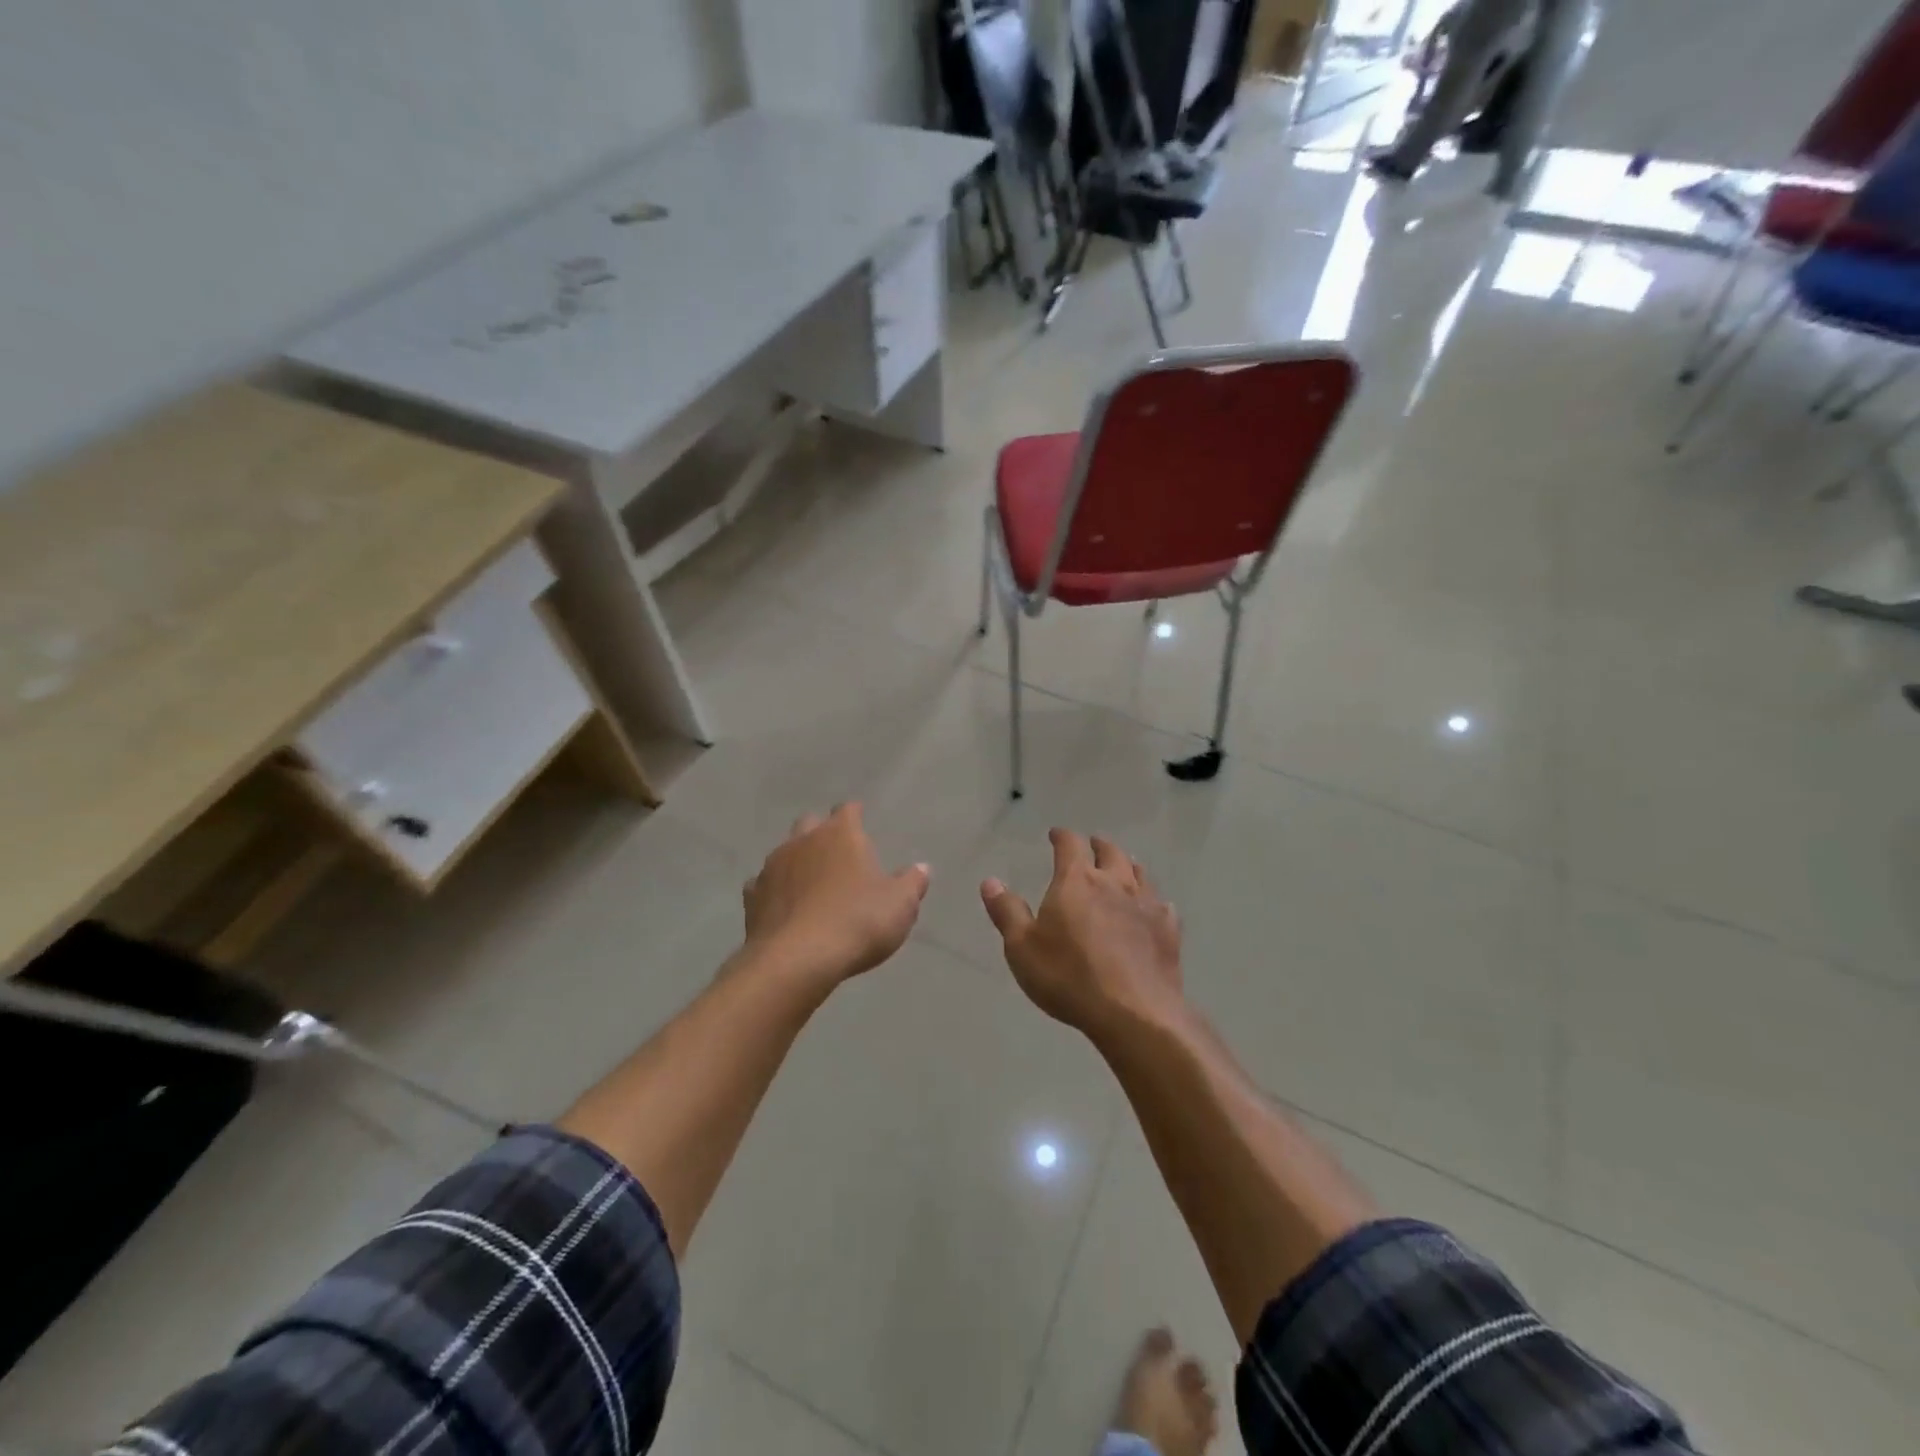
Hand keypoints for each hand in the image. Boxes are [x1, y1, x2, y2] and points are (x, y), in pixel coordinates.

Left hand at [742, 804, 930, 987]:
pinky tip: (783, 907)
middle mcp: (803, 841)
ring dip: (796, 862)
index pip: (848, 810)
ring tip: (810, 883)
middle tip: (836, 854)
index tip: (860, 821)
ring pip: (784, 852)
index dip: (855, 815)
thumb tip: (922, 868)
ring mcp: (773, 867)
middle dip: (821, 833)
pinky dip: (773, 891)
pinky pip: (763, 884)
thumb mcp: (900, 905)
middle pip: (810, 823)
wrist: (797, 960)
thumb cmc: (858, 922)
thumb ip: (912, 882)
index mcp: (841, 835)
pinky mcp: (753, 897)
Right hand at [980, 829, 1184, 1038]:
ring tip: (1123, 867)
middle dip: (1098, 845)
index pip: (1070, 845)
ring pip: (1139, 873)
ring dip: (1128, 866)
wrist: (1133, 1012)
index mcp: (1077, 881)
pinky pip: (1162, 905)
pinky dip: (1153, 900)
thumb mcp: (1022, 947)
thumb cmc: (1069, 976)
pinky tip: (1153, 908)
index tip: (1056, 834)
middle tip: (1092, 845)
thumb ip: (1007, 912)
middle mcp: (1114, 883)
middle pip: (1110, 852)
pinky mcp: (1168, 931)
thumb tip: (990, 881)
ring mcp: (1146, 905)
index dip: (1062, 836)